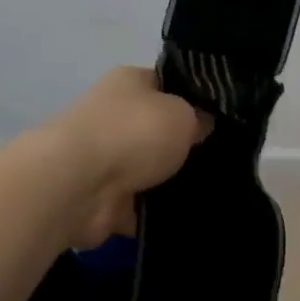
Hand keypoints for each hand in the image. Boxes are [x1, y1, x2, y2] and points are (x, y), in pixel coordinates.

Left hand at [47, 67, 210, 245]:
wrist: (77, 186)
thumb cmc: (133, 133)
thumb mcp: (182, 115)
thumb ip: (198, 118)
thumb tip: (201, 123)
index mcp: (129, 82)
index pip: (167, 83)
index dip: (194, 98)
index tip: (221, 118)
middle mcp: (113, 115)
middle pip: (157, 129)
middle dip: (184, 145)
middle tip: (222, 157)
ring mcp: (103, 159)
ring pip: (147, 170)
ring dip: (169, 183)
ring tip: (212, 191)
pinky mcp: (100, 199)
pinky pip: (136, 207)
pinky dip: (154, 215)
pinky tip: (189, 218)